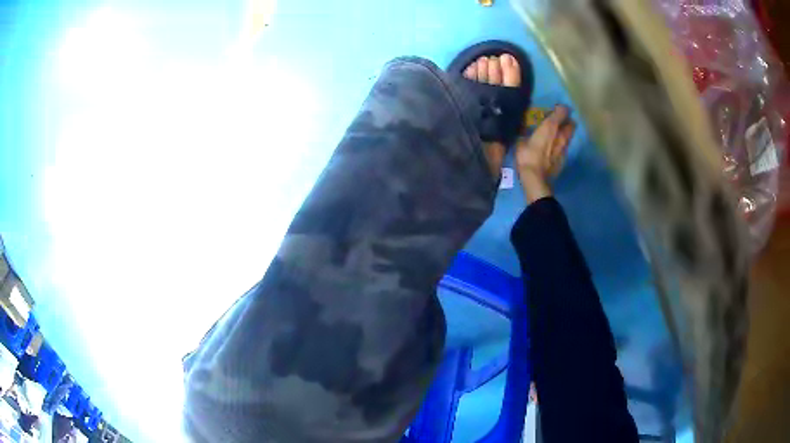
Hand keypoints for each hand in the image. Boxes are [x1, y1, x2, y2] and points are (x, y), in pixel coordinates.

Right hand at [515, 105, 574, 202]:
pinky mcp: (564, 160)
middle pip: (571, 124)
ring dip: (566, 133)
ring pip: (570, 136)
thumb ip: (524, 133)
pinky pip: (565, 148)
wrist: (536, 179)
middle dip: (567, 121)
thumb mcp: (520, 142)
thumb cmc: (527, 157)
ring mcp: (564, 148)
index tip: (557, 108)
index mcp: (550, 127)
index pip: (562, 112)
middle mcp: (560, 135)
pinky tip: (555, 149)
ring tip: (558, 134)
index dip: (561, 109)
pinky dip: (562, 146)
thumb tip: (523, 129)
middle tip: (560, 121)